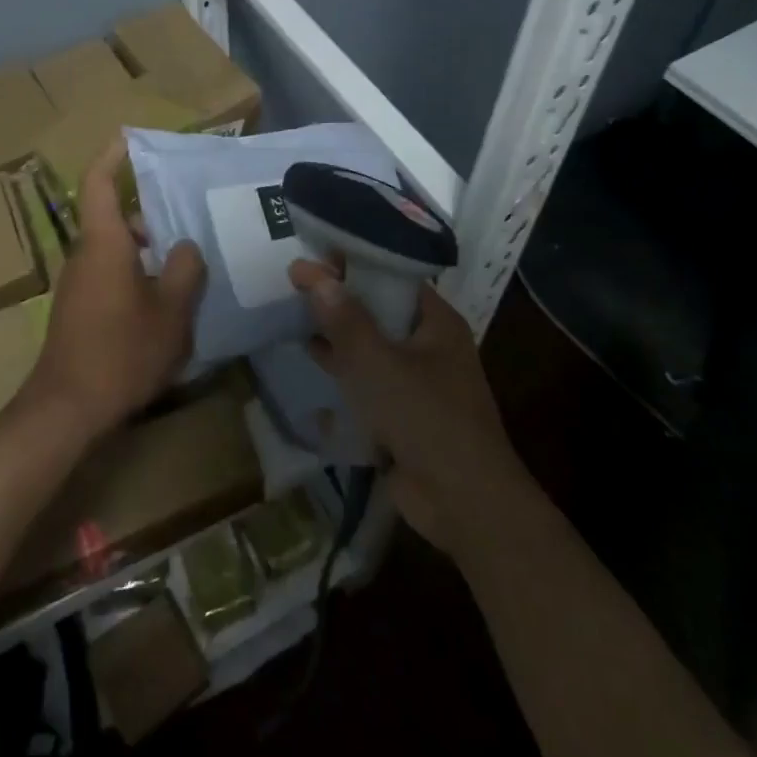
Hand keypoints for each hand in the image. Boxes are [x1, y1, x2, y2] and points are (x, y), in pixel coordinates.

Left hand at [23, 139, 205, 442]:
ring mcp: (77, 285)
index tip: (129, 140)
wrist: (67, 408)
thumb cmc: (122, 350)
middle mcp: (84, 256)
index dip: (111, 157)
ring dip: (146, 251)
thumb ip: (186, 270)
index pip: (98, 184)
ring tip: (186, 265)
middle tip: (189, 222)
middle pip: (115, 220)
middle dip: (150, 218)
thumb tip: (186, 245)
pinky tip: (164, 302)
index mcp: (104, 243)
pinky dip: (135, 275)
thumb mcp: (171, 310)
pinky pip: (109, 275)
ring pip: (114, 250)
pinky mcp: (77, 310)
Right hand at [289, 260, 522, 557]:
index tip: (313, 253)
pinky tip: (310, 356)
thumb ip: (343, 319)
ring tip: (293, 312)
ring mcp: (417, 380)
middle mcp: (429, 344)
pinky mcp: (402, 412)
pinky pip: (368, 378)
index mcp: (436, 322)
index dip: (354, 262)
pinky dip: (342, 366)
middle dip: (340, 297)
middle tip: (294, 281)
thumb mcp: (379, 364)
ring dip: (337, 332)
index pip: (392, 276)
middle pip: (379, 309)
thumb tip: (309, 272)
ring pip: (371, 344)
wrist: (463, 503)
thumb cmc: (426, 419)